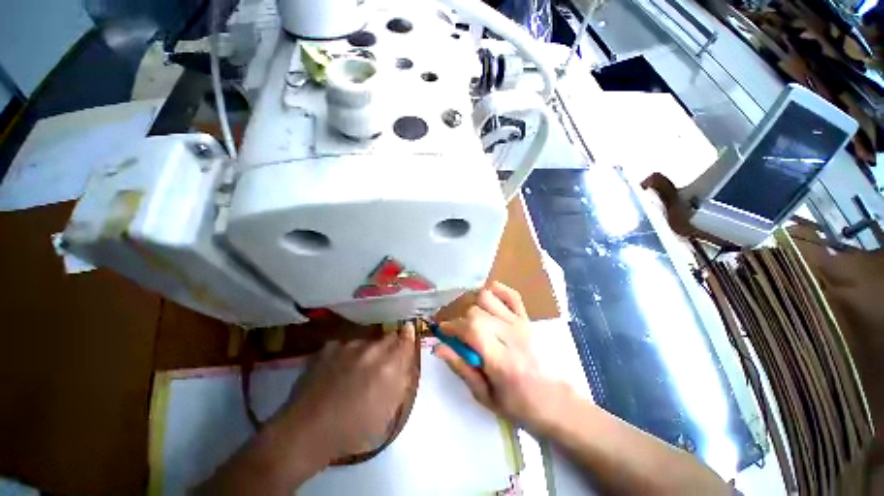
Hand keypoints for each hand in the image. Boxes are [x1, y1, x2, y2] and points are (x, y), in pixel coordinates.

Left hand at [281, 323, 416, 462]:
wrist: (307, 431)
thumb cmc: (353, 429)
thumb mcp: (388, 412)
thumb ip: (402, 382)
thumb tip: (406, 363)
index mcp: (390, 366)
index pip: (406, 340)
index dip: (408, 336)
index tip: (408, 332)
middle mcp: (372, 349)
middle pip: (388, 337)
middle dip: (389, 346)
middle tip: (381, 363)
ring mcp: (348, 345)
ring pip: (366, 341)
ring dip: (367, 351)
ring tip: (355, 371)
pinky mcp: (329, 347)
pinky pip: (345, 345)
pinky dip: (346, 355)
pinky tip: (336, 371)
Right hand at [434, 281, 570, 432]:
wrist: (555, 401)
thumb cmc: (518, 405)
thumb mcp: (484, 396)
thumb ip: (461, 367)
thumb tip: (437, 347)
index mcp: (501, 360)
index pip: (471, 329)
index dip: (451, 327)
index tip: (442, 332)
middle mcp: (511, 335)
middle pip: (476, 311)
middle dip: (458, 317)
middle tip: (454, 329)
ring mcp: (520, 323)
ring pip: (488, 296)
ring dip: (472, 302)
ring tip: (467, 315)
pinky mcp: (526, 318)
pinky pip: (510, 294)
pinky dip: (495, 291)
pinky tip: (486, 300)